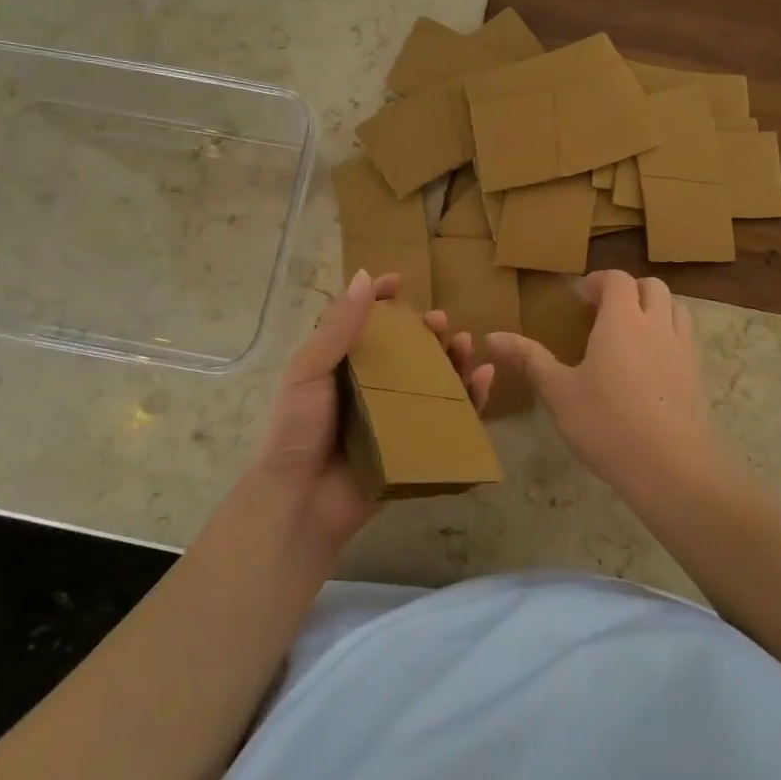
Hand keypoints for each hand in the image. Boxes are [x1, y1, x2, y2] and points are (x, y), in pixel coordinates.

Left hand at [255, 270, 491, 552]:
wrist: (300, 502)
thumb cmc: (297, 430)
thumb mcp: (309, 371)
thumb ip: (338, 328)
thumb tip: (366, 277)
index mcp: (341, 366)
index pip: (364, 323)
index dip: (381, 300)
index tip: (400, 281)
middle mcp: (370, 387)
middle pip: (407, 350)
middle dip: (427, 331)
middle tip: (441, 322)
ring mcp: (395, 418)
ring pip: (433, 380)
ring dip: (453, 358)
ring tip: (467, 344)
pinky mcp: (415, 446)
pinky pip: (449, 418)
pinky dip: (471, 398)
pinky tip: (483, 379)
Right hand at [490, 271, 724, 502]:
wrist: (671, 467)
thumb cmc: (607, 424)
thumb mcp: (559, 392)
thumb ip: (529, 359)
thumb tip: (491, 336)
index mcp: (622, 321)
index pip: (617, 280)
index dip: (599, 281)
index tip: (581, 298)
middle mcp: (656, 324)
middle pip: (651, 287)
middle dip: (628, 290)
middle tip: (604, 311)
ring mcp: (683, 349)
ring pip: (676, 308)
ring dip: (654, 307)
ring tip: (631, 331)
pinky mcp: (697, 374)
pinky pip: (686, 337)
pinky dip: (669, 334)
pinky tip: (651, 364)